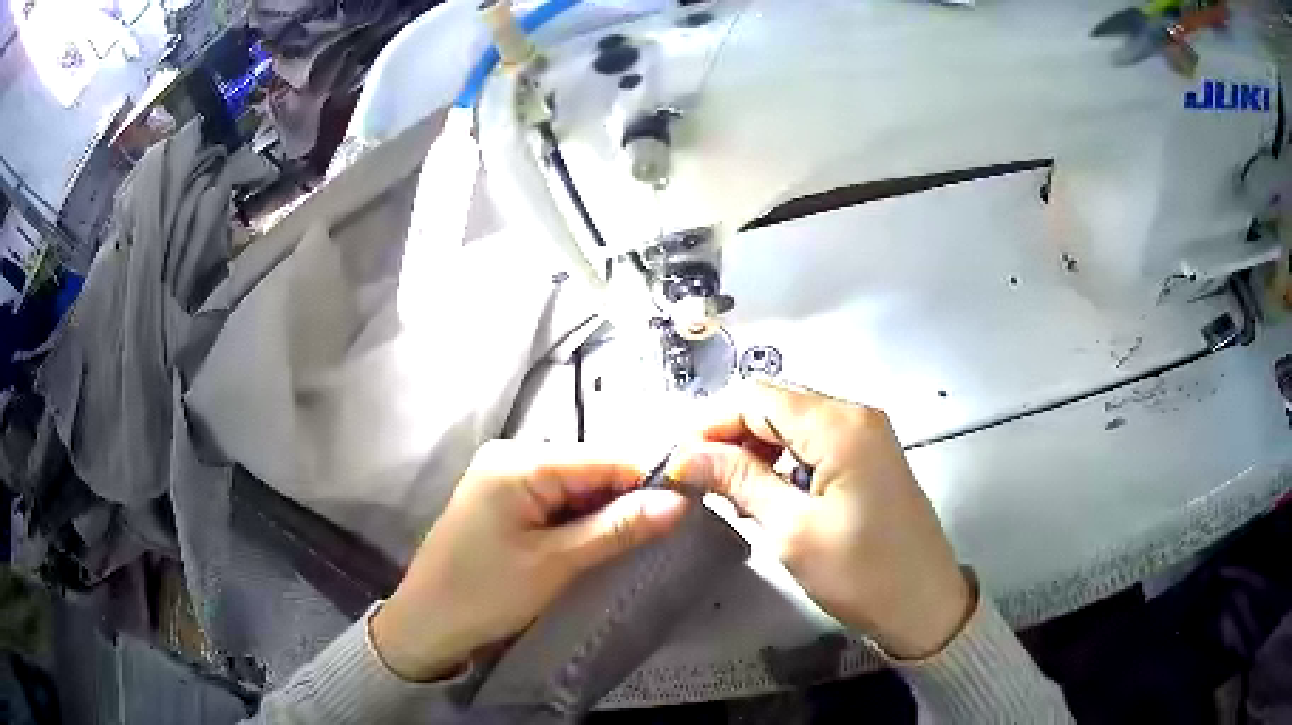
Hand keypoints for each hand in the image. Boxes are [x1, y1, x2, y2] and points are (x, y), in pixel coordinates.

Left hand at [371, 441, 690, 680]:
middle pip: (591, 466)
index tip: (689, 504)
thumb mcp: (557, 563)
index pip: (604, 457)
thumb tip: (679, 502)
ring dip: (603, 510)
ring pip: (576, 483)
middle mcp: (512, 453)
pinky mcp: (503, 495)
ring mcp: (504, 473)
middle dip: (625, 498)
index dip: (648, 479)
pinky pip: (555, 496)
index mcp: (520, 460)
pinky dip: (578, 517)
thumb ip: (618, 529)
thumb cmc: (486, 593)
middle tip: (663, 530)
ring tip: (632, 539)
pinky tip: (593, 539)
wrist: (428, 621)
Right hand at [673, 382, 971, 658]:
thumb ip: (739, 480)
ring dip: (754, 447)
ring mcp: (866, 433)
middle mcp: (854, 414)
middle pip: (774, 403)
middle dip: (729, 434)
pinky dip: (782, 459)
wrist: (924, 604)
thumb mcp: (791, 530)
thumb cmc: (860, 573)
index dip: (710, 422)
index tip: (677, 460)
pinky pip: (813, 441)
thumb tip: (686, 454)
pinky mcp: (869, 455)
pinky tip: (764, 492)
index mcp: (838, 424)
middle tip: (696, 479)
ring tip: (726, 490)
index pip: (755, 396)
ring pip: (792, 422)